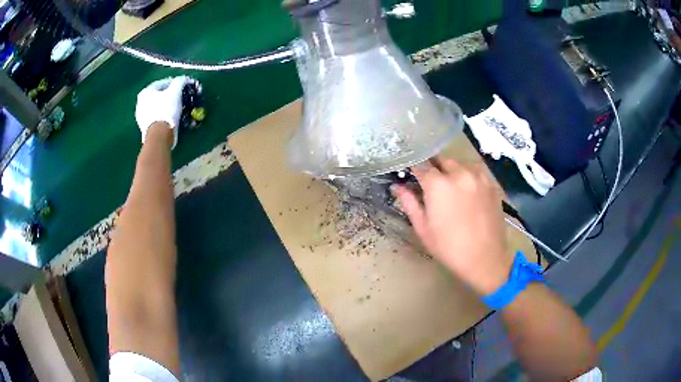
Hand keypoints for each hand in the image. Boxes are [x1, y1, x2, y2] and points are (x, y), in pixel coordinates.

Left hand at [135, 76, 189, 148]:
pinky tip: (170, 118)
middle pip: (159, 95)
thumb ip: (179, 81)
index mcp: (145, 92)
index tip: (183, 86)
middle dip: (169, 95)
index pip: (163, 83)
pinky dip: (163, 115)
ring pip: (157, 107)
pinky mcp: (145, 128)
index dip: (174, 83)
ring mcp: (141, 117)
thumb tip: (183, 78)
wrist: (159, 136)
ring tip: (176, 108)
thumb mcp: (175, 92)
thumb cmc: (166, 111)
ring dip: (166, 106)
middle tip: (180, 97)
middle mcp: (140, 103)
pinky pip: (156, 117)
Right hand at [392, 158, 512, 295]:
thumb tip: (397, 187)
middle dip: (434, 169)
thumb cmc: (449, 248)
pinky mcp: (491, 183)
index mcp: (438, 185)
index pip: (420, 165)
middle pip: (441, 160)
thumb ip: (410, 203)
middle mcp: (459, 173)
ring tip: (452, 189)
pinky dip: (468, 176)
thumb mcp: (423, 228)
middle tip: (432, 186)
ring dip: (452, 171)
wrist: (485, 259)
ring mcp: (478, 176)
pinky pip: (475, 171)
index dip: (414, 169)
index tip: (411, 175)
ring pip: (460, 163)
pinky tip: (468, 192)